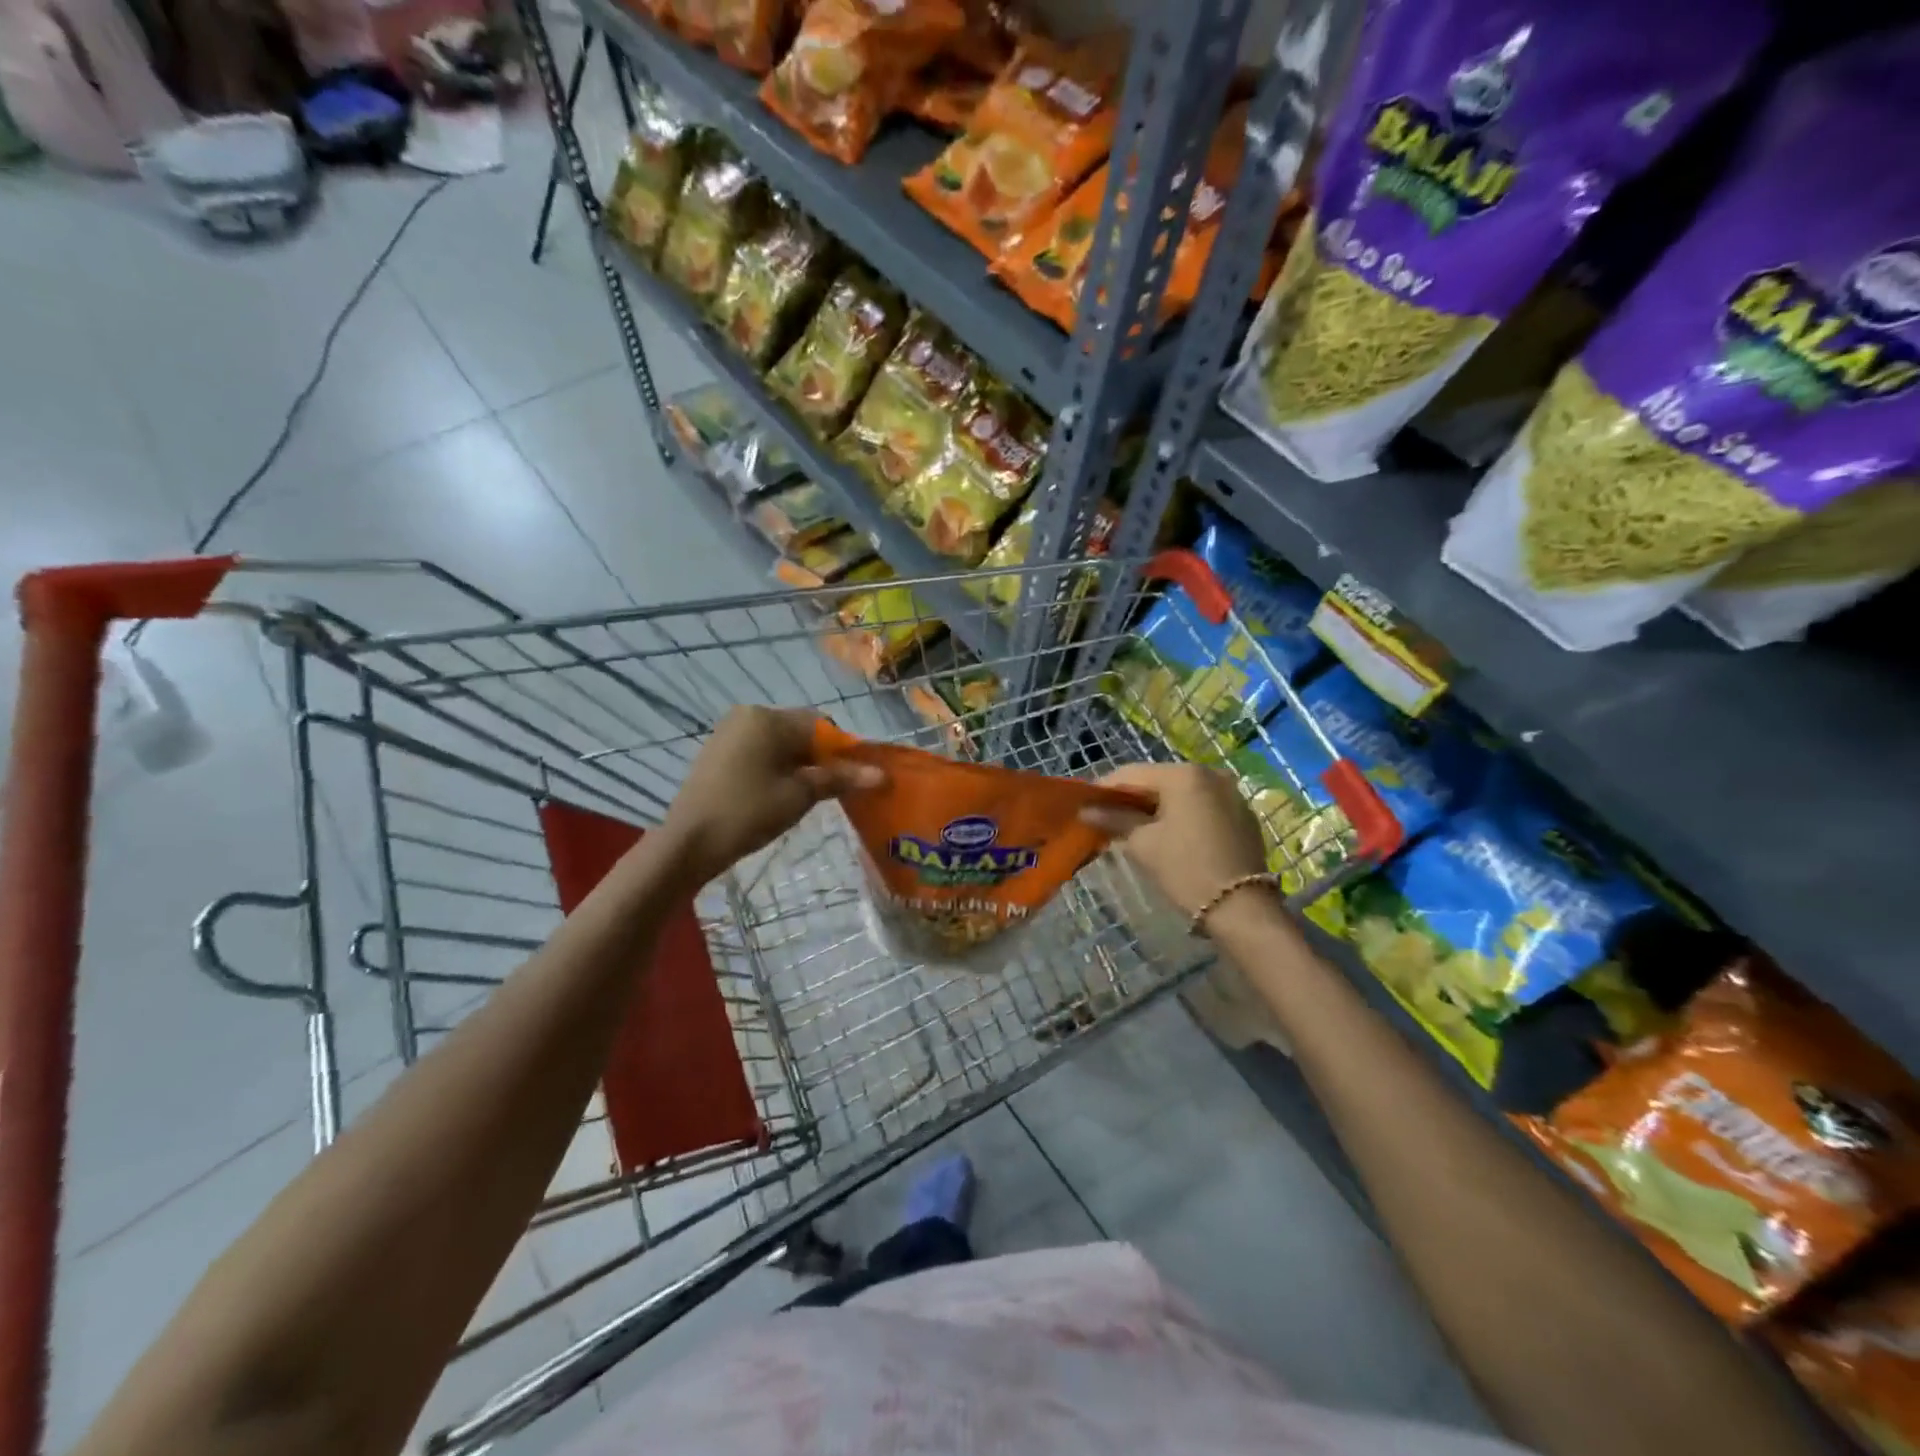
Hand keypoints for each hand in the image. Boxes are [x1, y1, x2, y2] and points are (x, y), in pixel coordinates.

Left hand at [660, 707, 881, 886]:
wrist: (688, 843)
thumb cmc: (748, 812)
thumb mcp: (799, 794)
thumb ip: (840, 778)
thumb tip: (881, 775)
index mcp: (768, 718)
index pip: (822, 724)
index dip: (844, 750)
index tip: (855, 778)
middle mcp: (748, 715)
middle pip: (801, 731)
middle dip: (823, 758)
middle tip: (835, 791)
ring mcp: (730, 733)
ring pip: (781, 743)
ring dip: (802, 765)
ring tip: (809, 796)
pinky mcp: (719, 752)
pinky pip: (761, 752)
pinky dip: (779, 768)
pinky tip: (782, 794)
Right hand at [1080, 762, 1270, 919]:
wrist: (1242, 909)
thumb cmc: (1186, 870)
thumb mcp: (1144, 844)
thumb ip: (1114, 820)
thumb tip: (1086, 811)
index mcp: (1184, 775)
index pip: (1132, 774)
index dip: (1105, 789)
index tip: (1085, 805)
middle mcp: (1210, 774)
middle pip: (1158, 780)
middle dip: (1131, 798)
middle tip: (1106, 817)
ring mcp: (1230, 792)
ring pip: (1181, 793)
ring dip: (1156, 806)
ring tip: (1133, 827)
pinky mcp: (1242, 814)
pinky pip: (1201, 805)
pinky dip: (1181, 814)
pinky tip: (1167, 833)